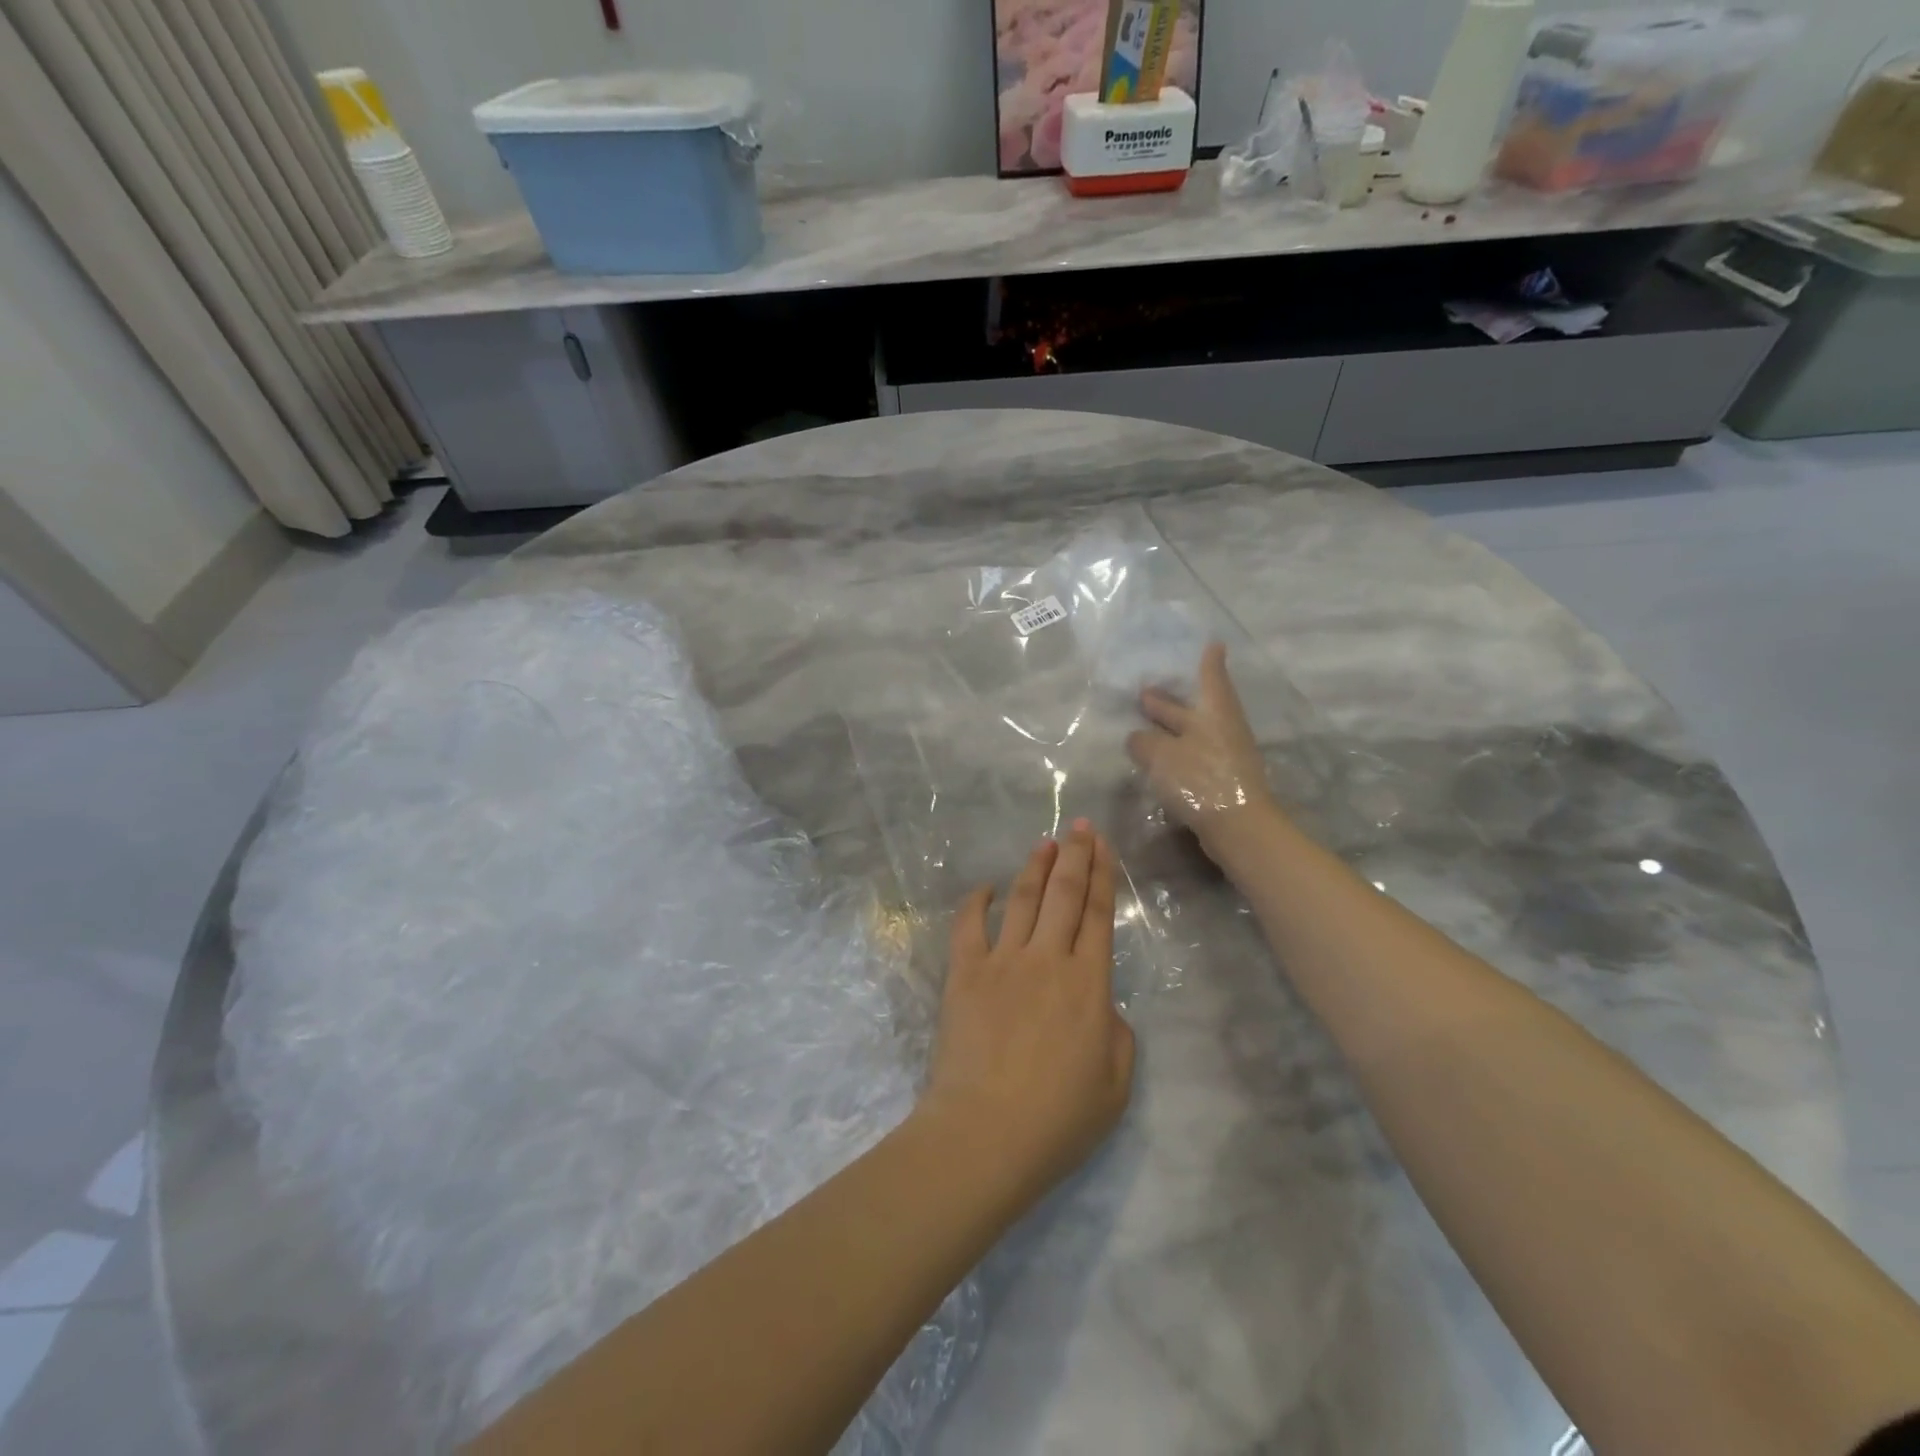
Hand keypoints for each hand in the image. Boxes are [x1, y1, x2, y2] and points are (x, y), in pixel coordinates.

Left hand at [918, 822, 1136, 1206]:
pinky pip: (968, 927)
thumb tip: (1101, 1006)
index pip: (1098, 914)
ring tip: (1044, 842)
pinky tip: (985, 888)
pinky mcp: (964, 974)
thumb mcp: (1116, 1084)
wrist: (986, 1133)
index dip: (1101, 874)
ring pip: (1022, 901)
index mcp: (1089, 983)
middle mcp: (1048, 959)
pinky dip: (976, 902)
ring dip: (1034, 868)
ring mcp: (1002, 962)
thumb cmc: (1059, 1119)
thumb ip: (1118, 1035)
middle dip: (1073, 854)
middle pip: (1063, 894)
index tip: (1100, 844)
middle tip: (1077, 825)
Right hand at [1126, 642, 1278, 860]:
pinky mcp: (1221, 782)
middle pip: (1195, 708)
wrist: (1239, 828)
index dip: (1208, 661)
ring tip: (1144, 727)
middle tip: (1146, 692)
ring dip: (1170, 729)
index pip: (1211, 678)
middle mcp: (1222, 729)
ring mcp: (1225, 756)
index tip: (1213, 644)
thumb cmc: (1201, 779)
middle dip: (1172, 700)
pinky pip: (1193, 756)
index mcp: (1214, 712)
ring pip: (1192, 733)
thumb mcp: (1160, 755)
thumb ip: (1143, 742)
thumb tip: (1137, 738)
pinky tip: (1157, 760)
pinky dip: (1175, 752)